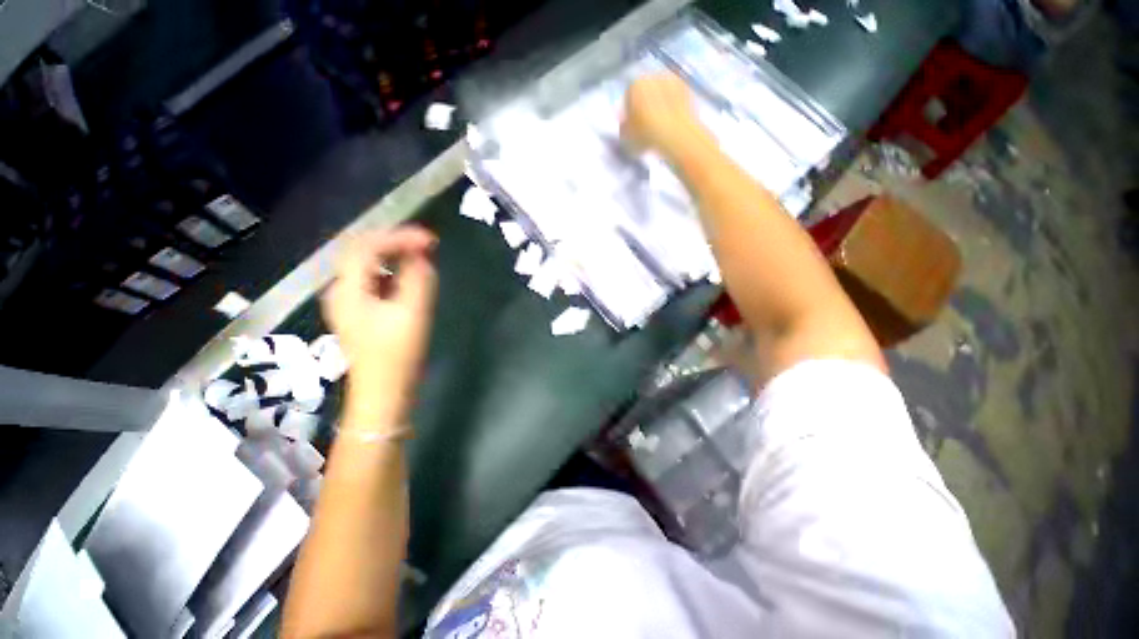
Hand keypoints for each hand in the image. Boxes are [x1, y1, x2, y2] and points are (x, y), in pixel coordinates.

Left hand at [322, 226, 437, 425]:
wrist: (384, 392)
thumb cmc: (397, 356)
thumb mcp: (413, 313)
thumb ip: (418, 278)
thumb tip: (421, 254)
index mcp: (348, 290)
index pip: (366, 246)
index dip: (399, 236)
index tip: (430, 240)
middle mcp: (341, 290)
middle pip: (362, 250)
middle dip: (395, 242)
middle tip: (426, 244)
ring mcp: (348, 301)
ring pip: (368, 264)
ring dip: (394, 255)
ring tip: (421, 257)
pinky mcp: (360, 311)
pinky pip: (373, 280)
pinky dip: (393, 272)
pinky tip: (410, 279)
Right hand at [621, 73, 712, 160]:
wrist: (675, 134)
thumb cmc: (646, 135)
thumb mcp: (627, 136)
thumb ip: (624, 126)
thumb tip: (625, 124)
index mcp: (634, 85)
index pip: (628, 96)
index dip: (630, 111)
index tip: (633, 123)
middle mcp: (652, 76)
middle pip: (646, 91)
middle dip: (646, 104)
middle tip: (647, 123)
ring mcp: (671, 79)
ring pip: (661, 92)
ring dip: (660, 102)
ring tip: (661, 122)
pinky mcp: (686, 87)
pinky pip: (675, 96)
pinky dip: (673, 104)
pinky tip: (672, 119)